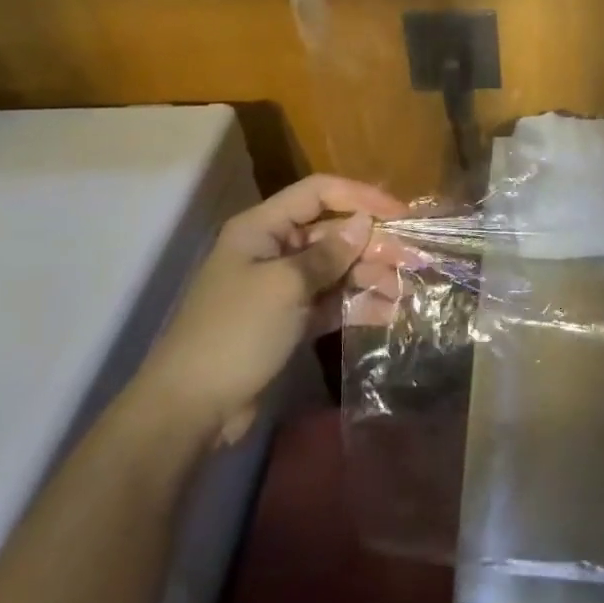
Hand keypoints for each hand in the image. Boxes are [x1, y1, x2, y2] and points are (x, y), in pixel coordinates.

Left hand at [132, 175, 406, 446]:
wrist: (191, 408)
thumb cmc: (236, 333)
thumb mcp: (285, 286)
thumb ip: (329, 253)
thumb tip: (364, 223)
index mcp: (262, 228)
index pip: (319, 193)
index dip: (361, 197)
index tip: (401, 214)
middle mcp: (274, 250)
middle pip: (333, 232)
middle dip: (372, 243)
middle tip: (412, 259)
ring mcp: (283, 287)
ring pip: (337, 269)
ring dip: (370, 276)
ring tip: (404, 290)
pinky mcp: (290, 320)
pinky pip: (331, 301)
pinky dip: (358, 304)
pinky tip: (388, 312)